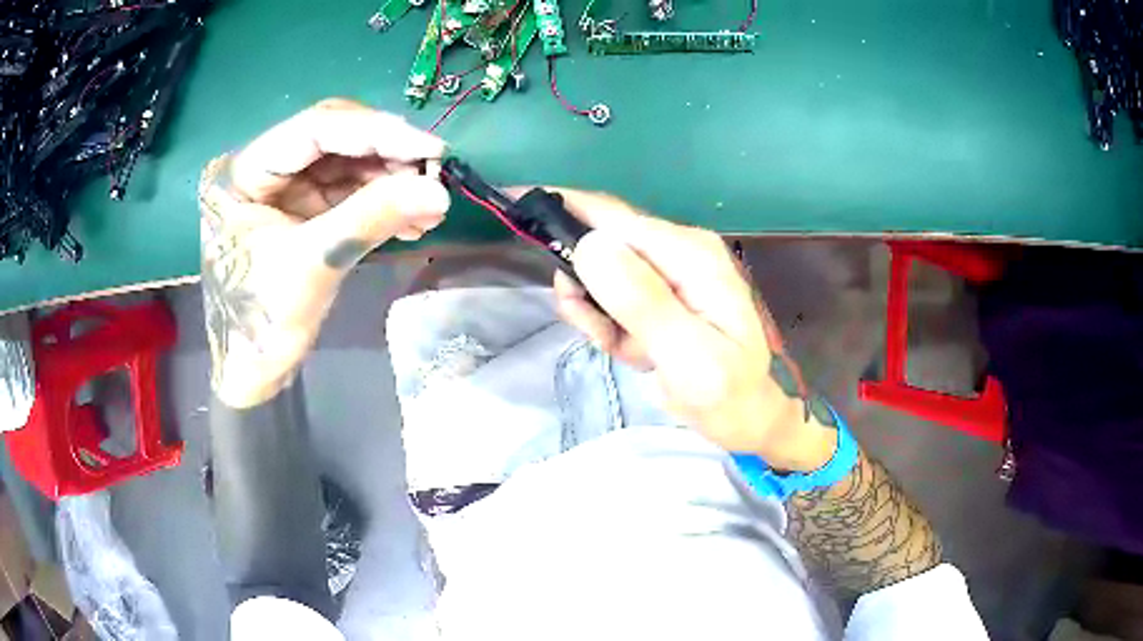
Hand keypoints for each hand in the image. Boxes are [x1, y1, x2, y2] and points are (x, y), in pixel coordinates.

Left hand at [200, 98, 448, 408]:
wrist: (251, 373)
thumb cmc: (261, 323)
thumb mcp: (312, 265)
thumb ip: (370, 218)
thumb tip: (440, 190)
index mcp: (242, 172)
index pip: (314, 130)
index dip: (375, 132)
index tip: (430, 149)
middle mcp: (262, 166)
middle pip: (333, 137)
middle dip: (386, 153)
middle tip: (433, 173)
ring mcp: (283, 186)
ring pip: (347, 161)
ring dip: (391, 177)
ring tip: (429, 203)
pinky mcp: (303, 207)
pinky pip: (349, 189)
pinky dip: (382, 199)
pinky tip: (412, 219)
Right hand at [549, 190, 837, 471]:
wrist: (741, 417)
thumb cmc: (726, 393)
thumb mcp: (688, 357)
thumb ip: (643, 302)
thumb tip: (590, 245)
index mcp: (690, 254)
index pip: (615, 220)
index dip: (565, 216)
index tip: (515, 209)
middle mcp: (677, 250)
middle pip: (601, 242)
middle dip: (585, 287)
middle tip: (601, 331)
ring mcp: (665, 271)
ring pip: (598, 273)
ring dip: (596, 312)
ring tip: (623, 347)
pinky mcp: (654, 292)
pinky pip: (607, 296)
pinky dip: (606, 323)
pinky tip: (630, 348)